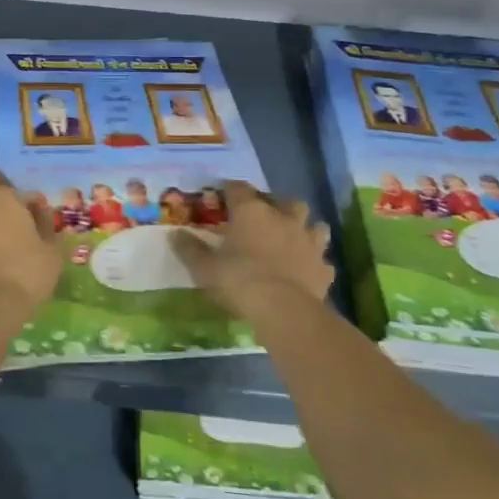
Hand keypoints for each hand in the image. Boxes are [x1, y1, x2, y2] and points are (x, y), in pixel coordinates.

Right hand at [171, 181, 332, 329]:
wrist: (282, 309)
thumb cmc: (238, 280)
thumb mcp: (204, 267)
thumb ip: (190, 249)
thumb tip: (175, 234)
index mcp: (251, 212)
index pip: (239, 188)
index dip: (229, 190)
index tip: (221, 195)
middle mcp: (283, 219)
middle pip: (286, 201)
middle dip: (277, 205)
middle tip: (265, 217)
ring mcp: (308, 242)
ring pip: (314, 225)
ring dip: (305, 229)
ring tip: (293, 239)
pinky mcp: (323, 268)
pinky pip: (322, 260)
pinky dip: (314, 263)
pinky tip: (306, 271)